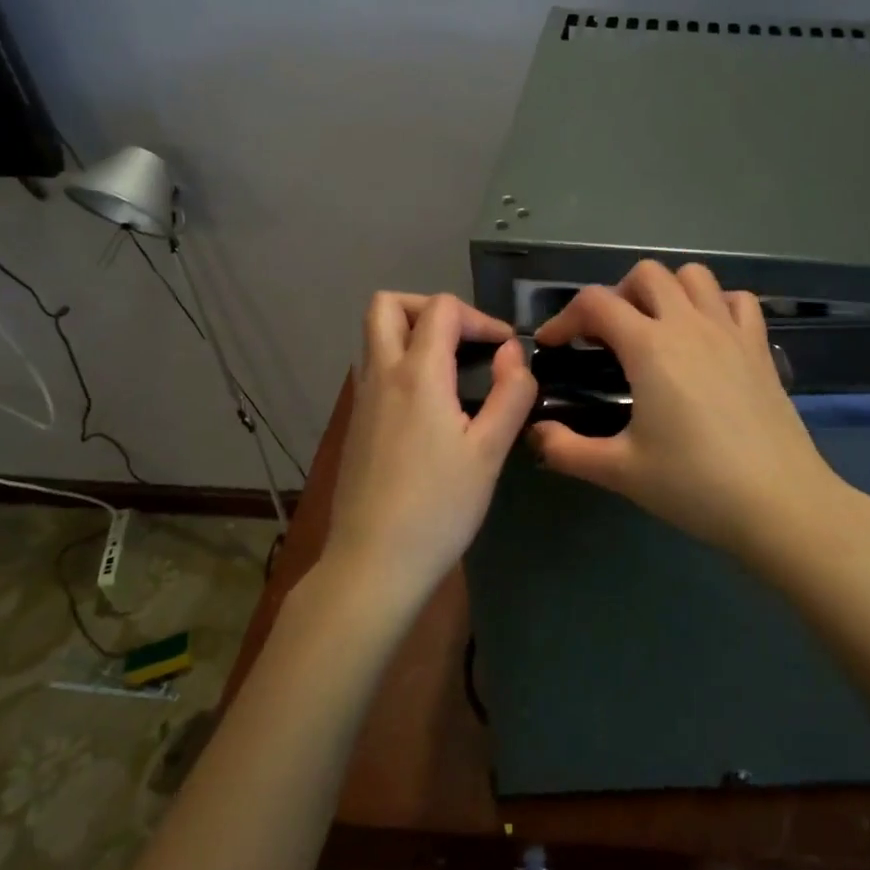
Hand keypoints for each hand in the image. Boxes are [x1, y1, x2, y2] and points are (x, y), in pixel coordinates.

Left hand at [325, 292, 535, 609]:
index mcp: (416, 374)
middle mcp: (380, 376)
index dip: (480, 318)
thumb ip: (510, 394)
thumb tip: (513, 354)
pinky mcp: (356, 426)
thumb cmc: (439, 507)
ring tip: (453, 372)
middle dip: (430, 308)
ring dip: (412, 336)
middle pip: (387, 306)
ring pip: (375, 338)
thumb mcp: (490, 451)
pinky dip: (402, 366)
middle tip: (464, 341)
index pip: (442, 309)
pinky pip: (375, 371)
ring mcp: (361, 401)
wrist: (374, 562)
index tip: (506, 351)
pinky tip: (431, 409)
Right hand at [531, 261, 847, 563]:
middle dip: (616, 296)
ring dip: (666, 291)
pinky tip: (706, 337)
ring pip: (694, 276)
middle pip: (646, 274)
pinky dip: (716, 304)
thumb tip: (535, 433)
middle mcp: (689, 325)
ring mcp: (730, 331)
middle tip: (606, 339)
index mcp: (650, 347)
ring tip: (655, 330)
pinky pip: (738, 301)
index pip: (595, 303)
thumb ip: (567, 449)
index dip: (564, 318)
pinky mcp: (760, 348)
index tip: (553, 346)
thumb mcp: (620, 471)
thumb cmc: (694, 485)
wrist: (778, 502)